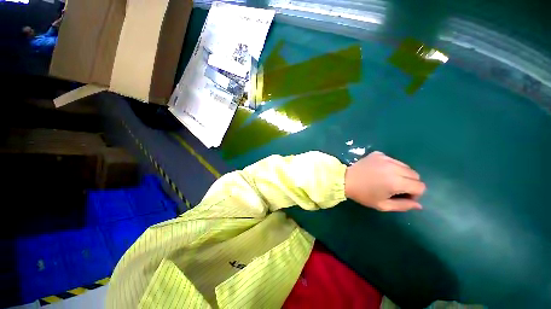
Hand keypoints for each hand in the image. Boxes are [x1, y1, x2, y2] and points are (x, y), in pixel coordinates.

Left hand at [344, 151, 425, 211]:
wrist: (345, 180)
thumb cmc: (363, 194)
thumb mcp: (383, 205)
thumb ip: (403, 206)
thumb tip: (419, 205)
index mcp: (396, 182)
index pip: (420, 186)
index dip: (414, 194)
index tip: (402, 196)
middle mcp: (394, 167)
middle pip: (415, 175)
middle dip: (409, 183)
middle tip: (395, 188)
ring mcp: (385, 158)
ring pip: (405, 166)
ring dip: (401, 174)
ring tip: (387, 179)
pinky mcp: (378, 154)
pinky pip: (393, 160)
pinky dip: (391, 166)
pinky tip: (379, 171)